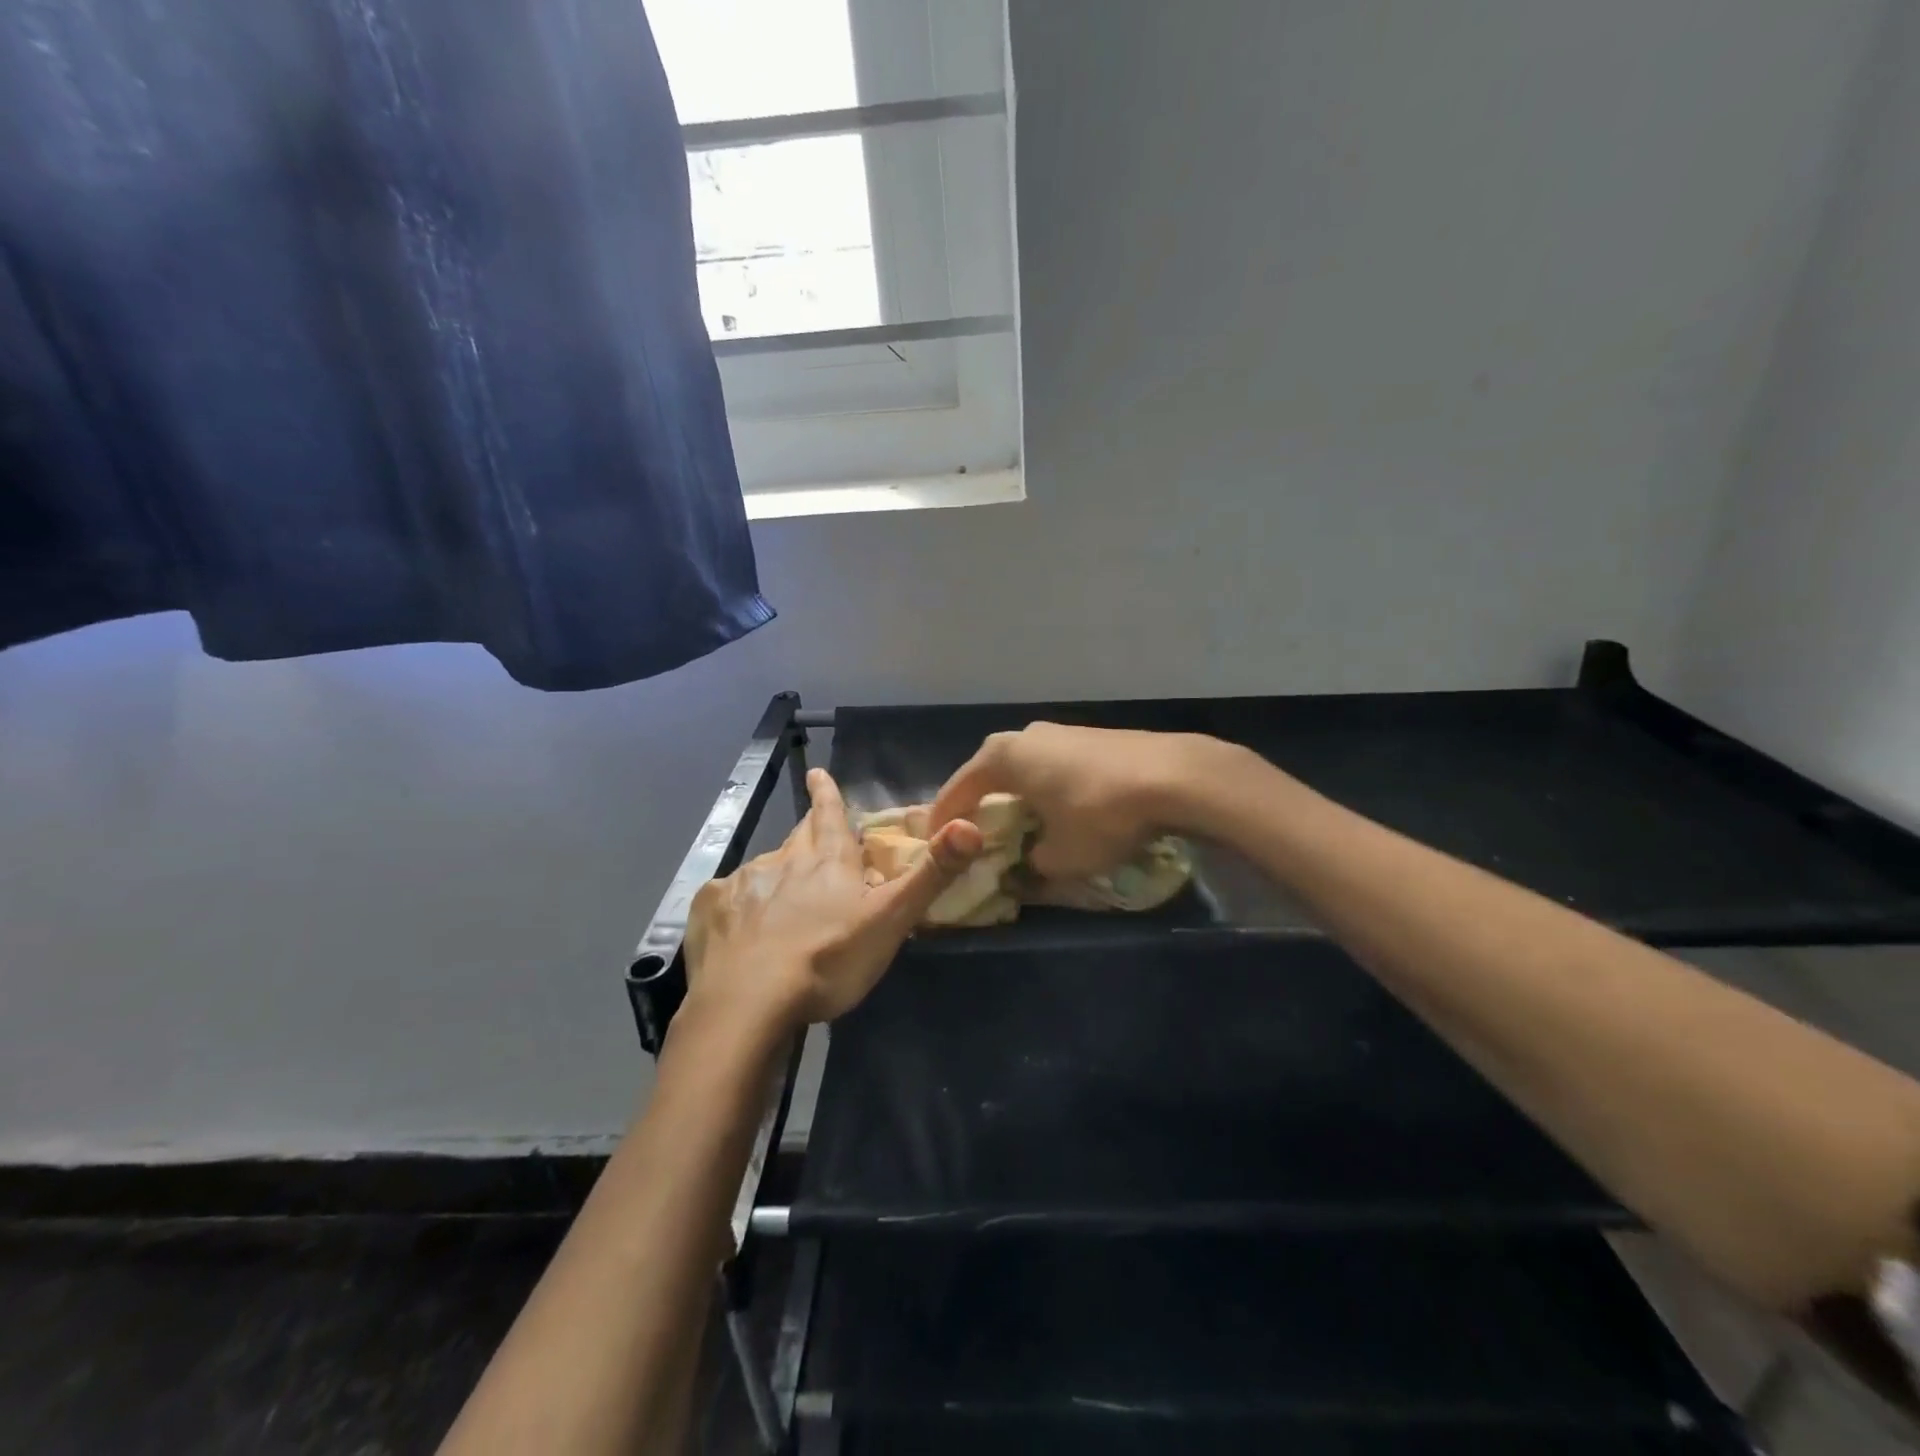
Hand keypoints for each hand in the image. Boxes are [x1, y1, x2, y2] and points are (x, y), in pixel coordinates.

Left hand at [685, 768, 983, 1028]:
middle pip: (799, 836)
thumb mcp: (891, 920)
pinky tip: (741, 924)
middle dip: (808, 827)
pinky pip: (727, 896)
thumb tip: (970, 825)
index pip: (831, 814)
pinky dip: (739, 902)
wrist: (749, 1002)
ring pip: (765, 867)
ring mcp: (744, 883)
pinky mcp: (711, 910)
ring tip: (782, 893)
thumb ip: (932, 874)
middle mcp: (784, 861)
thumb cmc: (829, 960)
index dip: (827, 792)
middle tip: (812, 825)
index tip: (817, 772)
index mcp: (828, 861)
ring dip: (778, 871)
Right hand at [928, 724, 1223, 879]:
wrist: (1174, 776)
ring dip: (1014, 795)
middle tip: (973, 835)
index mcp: (1001, 758)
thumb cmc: (1101, 815)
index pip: (957, 791)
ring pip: (1022, 768)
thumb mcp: (1061, 856)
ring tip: (1016, 823)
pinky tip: (1057, 808)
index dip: (944, 822)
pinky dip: (1043, 788)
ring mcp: (1059, 731)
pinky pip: (1050, 766)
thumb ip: (1033, 864)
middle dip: (978, 805)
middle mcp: (1023, 736)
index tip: (934, 846)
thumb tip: (1030, 864)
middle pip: (987, 774)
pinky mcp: (1089, 736)